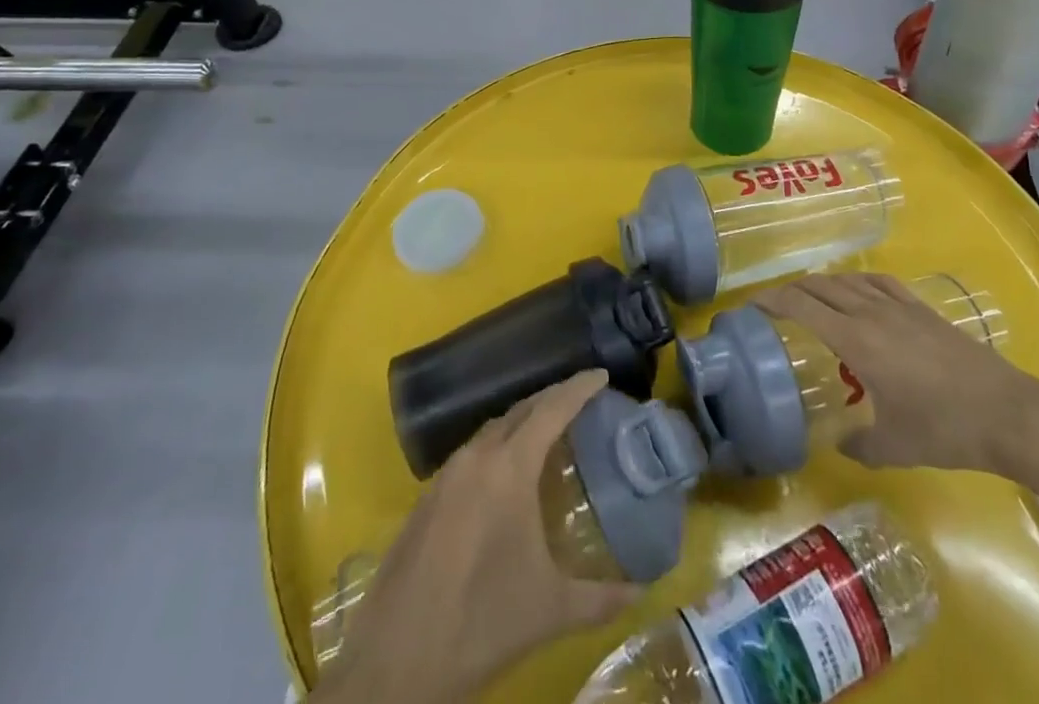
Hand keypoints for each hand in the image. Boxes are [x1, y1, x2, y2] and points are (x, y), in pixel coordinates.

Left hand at [313, 371, 638, 703]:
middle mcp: (476, 458)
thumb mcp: (549, 611)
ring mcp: (445, 476)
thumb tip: (644, 592)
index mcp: (508, 468)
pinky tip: (504, 476)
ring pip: (491, 430)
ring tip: (547, 433)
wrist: (394, 664)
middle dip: (552, 400)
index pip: (551, 409)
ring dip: (521, 423)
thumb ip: (601, 598)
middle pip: (520, 411)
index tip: (602, 374)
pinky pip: (470, 455)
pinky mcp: (425, 499)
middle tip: (580, 400)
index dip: (578, 388)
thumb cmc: (480, 624)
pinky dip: (496, 448)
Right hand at [755, 273, 1038, 477]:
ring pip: (847, 280)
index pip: (801, 305)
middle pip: (820, 285)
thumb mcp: (893, 447)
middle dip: (791, 290)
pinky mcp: (922, 308)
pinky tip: (857, 291)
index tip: (750, 305)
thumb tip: (837, 441)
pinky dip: (856, 281)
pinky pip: (878, 282)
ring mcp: (898, 305)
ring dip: (821, 284)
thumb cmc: (945, 430)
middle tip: (773, 305)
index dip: (771, 300)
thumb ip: (856, 444)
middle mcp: (871, 312)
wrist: (1008, 413)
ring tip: (809, 297)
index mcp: (856, 340)